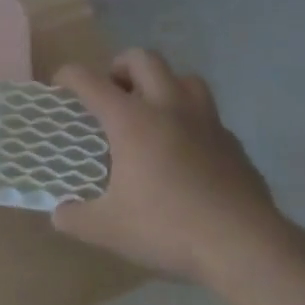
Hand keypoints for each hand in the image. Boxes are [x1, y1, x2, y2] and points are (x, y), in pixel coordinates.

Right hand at [52, 49, 289, 285]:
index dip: (69, 76)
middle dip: (121, 66)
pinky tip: (187, 149)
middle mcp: (167, 107)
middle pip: (143, 58)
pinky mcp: (232, 142)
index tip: (60, 86)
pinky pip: (208, 115)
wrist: (246, 246)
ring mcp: (205, 121)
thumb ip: (76, 218)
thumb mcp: (110, 229)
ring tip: (152, 110)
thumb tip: (58, 214)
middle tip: (112, 93)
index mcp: (131, 120)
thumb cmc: (169, 228)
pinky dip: (191, 120)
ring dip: (163, 84)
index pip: (89, 80)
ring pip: (184, 77)